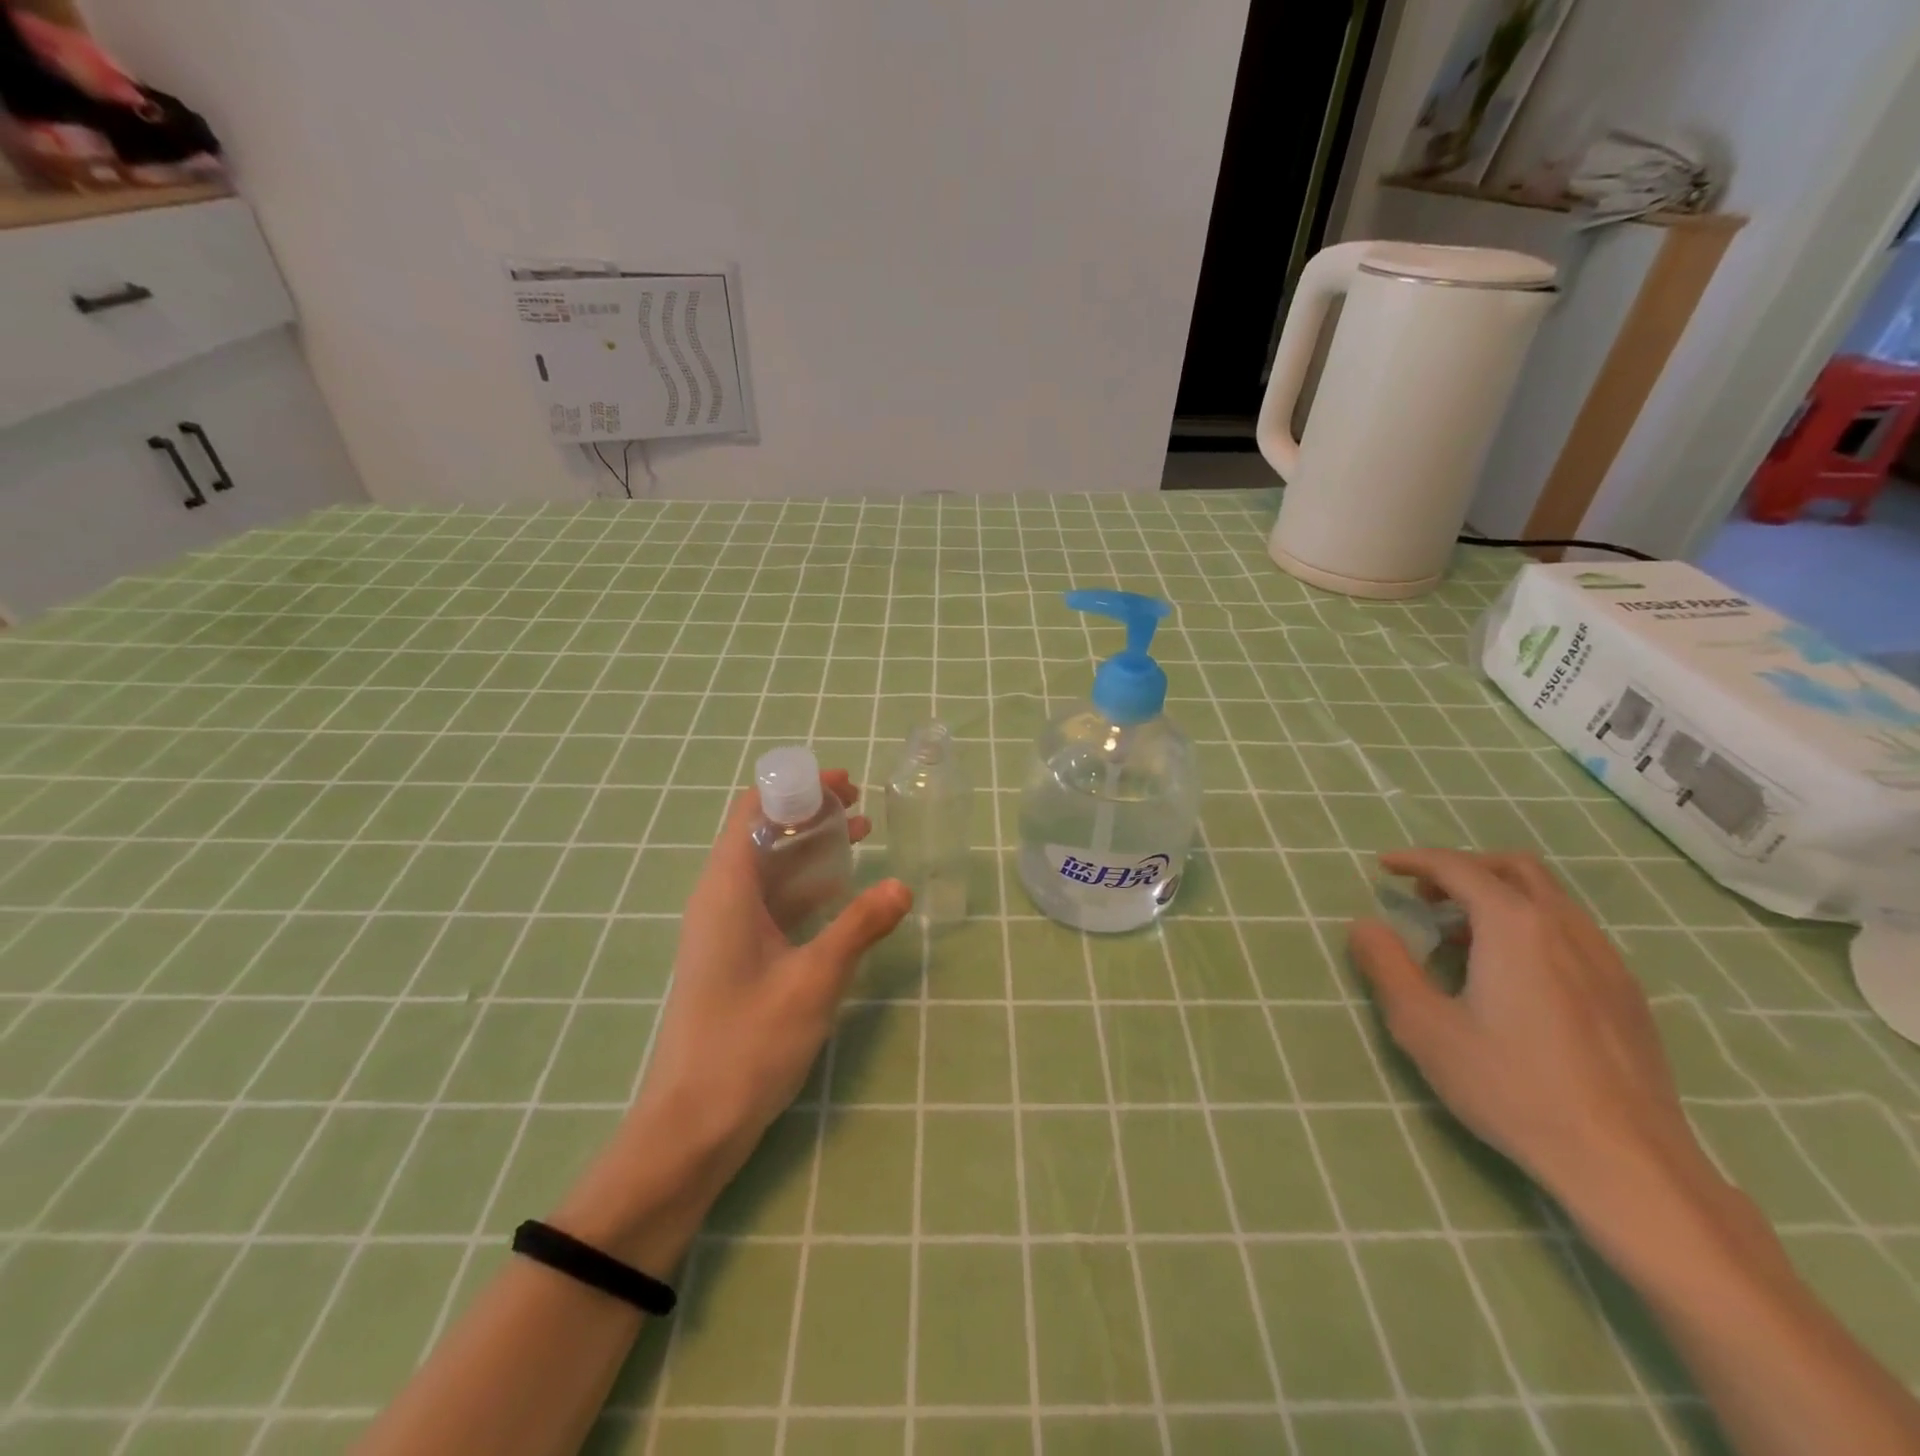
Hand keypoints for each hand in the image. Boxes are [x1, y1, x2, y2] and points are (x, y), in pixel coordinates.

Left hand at [553, 771, 910, 1267]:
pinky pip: (769, 901)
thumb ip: (860, 927)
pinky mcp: (733, 955)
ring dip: (810, 848)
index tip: (845, 784)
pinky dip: (804, 885)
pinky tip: (841, 893)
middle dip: (810, 814)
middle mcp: (720, 898)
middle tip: (861, 809)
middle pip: (761, 832)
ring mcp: (724, 928)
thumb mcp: (814, 979)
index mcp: (727, 888)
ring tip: (861, 838)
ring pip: (768, 867)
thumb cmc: (748, 1043)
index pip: (753, 809)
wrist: (692, 1124)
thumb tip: (902, 885)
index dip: (797, 788)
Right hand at [1347, 849, 1715, 1214]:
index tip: (1384, 866)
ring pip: (1549, 899)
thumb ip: (1388, 967)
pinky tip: (1514, 976)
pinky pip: (1572, 933)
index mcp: (1514, 926)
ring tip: (1461, 936)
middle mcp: (1565, 928)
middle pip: (1514, 869)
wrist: (1627, 1163)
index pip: (1459, 868)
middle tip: (1425, 896)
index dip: (1416, 860)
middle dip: (1464, 869)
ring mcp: (1606, 961)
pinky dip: (1531, 927)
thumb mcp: (1425, 1027)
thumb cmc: (1512, 1087)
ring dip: (1499, 898)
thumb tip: (1364, 925)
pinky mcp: (1628, 995)